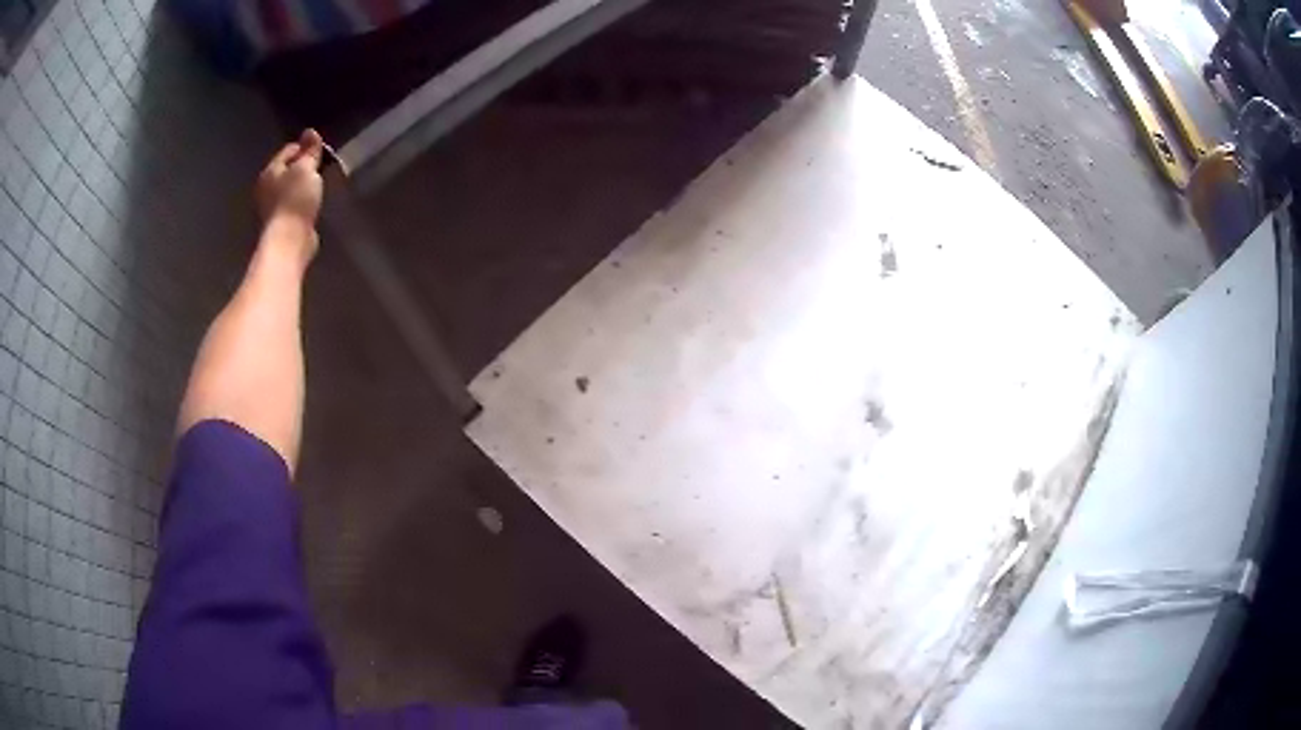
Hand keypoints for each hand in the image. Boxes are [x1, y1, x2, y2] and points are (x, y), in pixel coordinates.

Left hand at [256, 129, 325, 235]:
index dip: (305, 147)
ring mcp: (271, 207)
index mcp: (270, 171)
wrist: (289, 240)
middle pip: (287, 169)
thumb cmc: (295, 200)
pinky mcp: (280, 223)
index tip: (321, 151)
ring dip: (302, 185)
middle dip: (302, 167)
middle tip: (320, 168)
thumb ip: (309, 151)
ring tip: (317, 186)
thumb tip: (310, 131)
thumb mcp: (306, 169)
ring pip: (289, 187)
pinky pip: (293, 204)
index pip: (289, 150)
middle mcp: (266, 187)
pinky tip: (311, 205)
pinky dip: (301, 202)